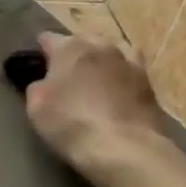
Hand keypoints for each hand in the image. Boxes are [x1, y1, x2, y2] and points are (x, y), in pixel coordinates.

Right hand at [23, 32, 166, 174]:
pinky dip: (121, 78)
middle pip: (84, 41)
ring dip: (101, 61)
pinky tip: (118, 92)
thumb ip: (37, 87)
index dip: (41, 50)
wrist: (123, 148)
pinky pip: (129, 72)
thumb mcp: (36, 107)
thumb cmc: (71, 124)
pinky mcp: (149, 83)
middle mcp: (102, 46)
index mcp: (71, 47)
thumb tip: (43, 83)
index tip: (37, 64)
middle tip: (66, 74)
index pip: (49, 38)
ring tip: (95, 79)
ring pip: (111, 52)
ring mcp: (129, 62)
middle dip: (74, 53)